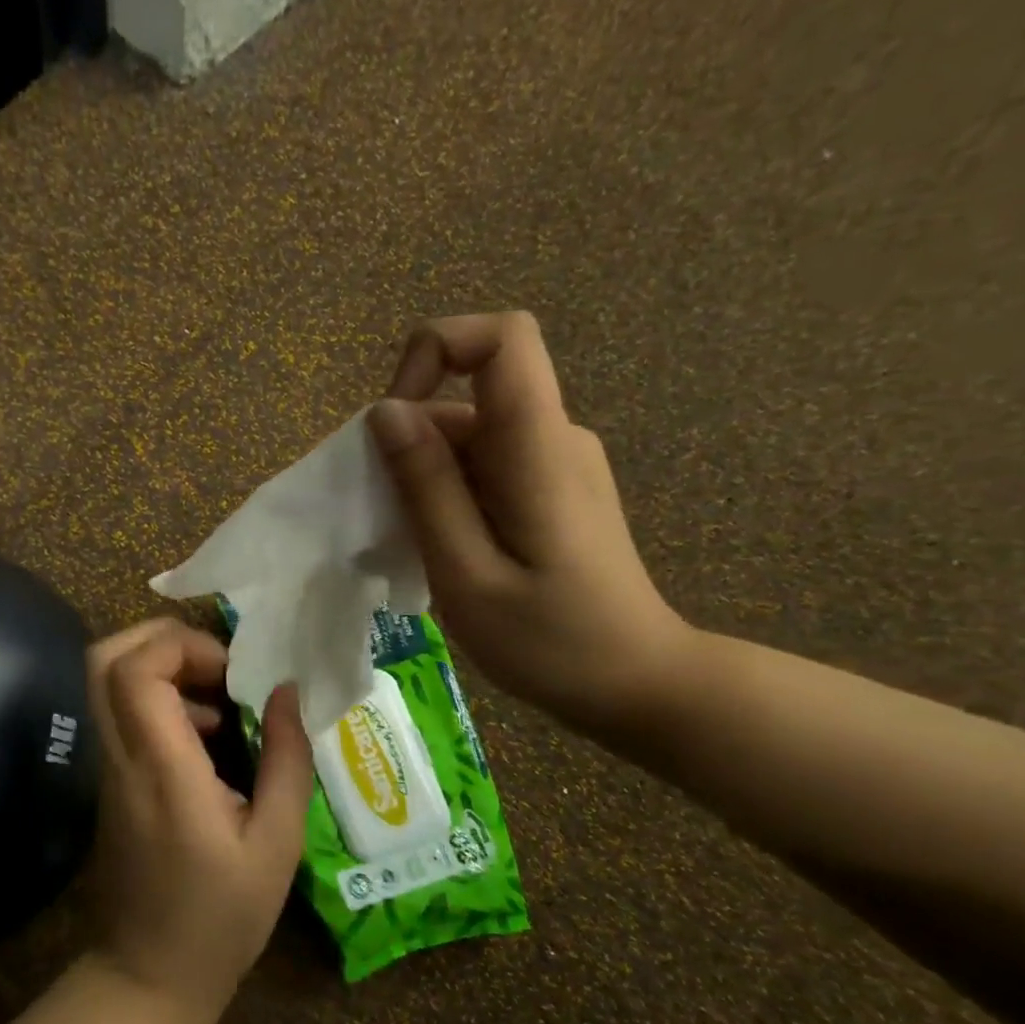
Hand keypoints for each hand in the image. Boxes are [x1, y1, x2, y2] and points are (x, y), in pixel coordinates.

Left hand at [85, 619, 313, 1021]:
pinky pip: (121, 713)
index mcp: (161, 769)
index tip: (230, 668)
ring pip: (107, 682)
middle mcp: (121, 757)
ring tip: (223, 699)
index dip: (178, 646)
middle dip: (160, 640)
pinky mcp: (110, 780)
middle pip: (105, 660)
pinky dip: (159, 699)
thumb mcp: (276, 844)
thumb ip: (285, 760)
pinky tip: (209, 734)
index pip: (133, 672)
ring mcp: (108, 767)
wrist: (148, 975)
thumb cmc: (221, 918)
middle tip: (218, 663)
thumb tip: (288, 690)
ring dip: (163, 669)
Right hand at [369, 311, 694, 735]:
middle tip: (384, 519)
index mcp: (538, 448)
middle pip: (466, 396)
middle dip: (407, 442)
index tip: (394, 420)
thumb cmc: (553, 642)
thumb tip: (386, 412)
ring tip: (408, 546)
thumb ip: (427, 488)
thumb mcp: (467, 574)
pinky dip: (445, 493)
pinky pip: (483, 464)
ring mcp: (555, 461)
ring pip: (467, 435)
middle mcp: (553, 437)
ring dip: (421, 476)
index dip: (437, 349)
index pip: (502, 338)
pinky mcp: (551, 487)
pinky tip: (438, 550)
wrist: (640, 685)